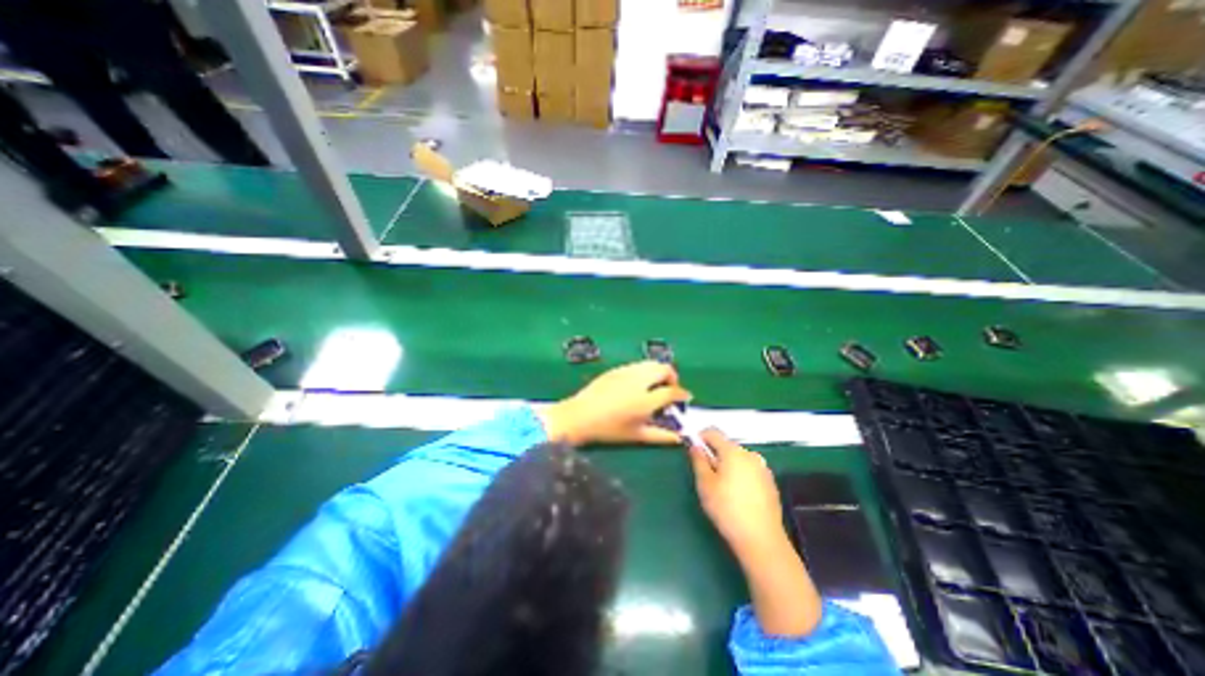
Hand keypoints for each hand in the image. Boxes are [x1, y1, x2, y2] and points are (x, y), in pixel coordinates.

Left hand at [541, 362, 691, 446]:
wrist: (579, 416)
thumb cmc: (609, 429)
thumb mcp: (636, 436)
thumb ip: (661, 436)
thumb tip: (679, 437)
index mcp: (645, 400)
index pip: (672, 391)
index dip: (682, 394)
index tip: (685, 398)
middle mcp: (639, 381)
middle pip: (664, 369)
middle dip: (672, 377)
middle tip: (670, 389)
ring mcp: (626, 372)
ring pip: (651, 363)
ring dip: (659, 372)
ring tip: (655, 385)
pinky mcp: (616, 369)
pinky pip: (638, 365)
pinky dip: (645, 371)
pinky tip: (638, 384)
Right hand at [687, 431, 818, 635]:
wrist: (761, 540)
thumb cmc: (727, 509)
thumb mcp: (705, 484)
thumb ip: (698, 460)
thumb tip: (695, 446)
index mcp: (733, 451)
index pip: (713, 432)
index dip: (700, 437)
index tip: (693, 450)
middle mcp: (750, 455)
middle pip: (727, 446)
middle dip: (715, 454)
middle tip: (705, 474)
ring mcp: (763, 468)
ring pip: (739, 459)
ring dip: (728, 465)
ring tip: (722, 488)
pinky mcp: (770, 483)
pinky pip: (750, 470)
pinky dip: (741, 475)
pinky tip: (738, 496)